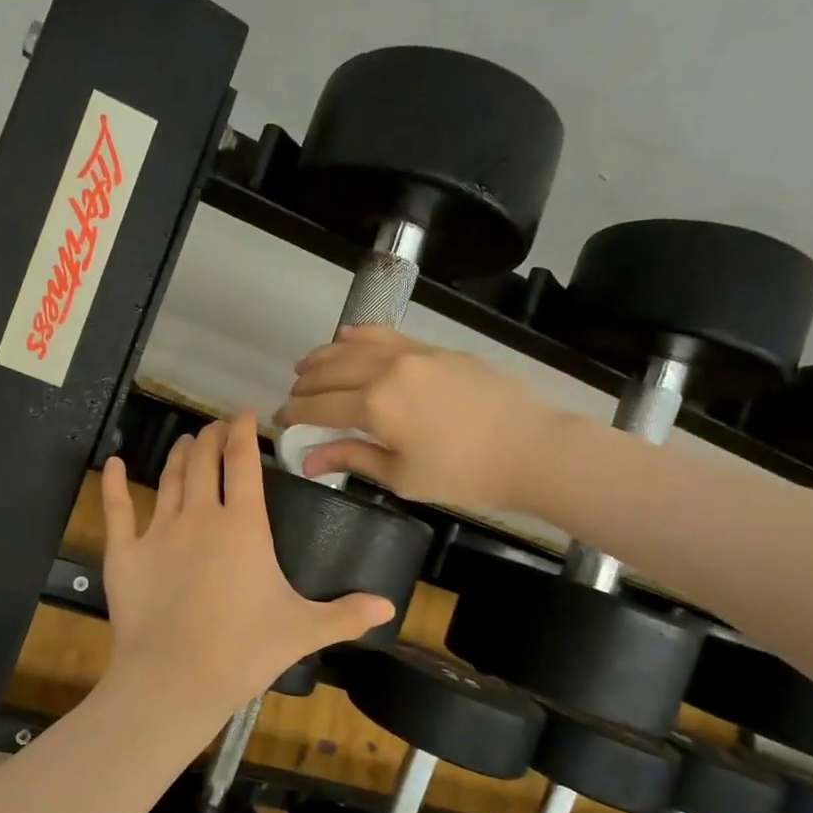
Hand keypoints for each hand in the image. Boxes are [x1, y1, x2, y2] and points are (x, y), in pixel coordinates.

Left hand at [99, 413, 393, 719]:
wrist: (175, 680)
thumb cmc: (244, 651)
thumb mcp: (303, 631)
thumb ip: (346, 614)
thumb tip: (390, 607)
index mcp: (244, 526)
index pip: (243, 463)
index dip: (243, 433)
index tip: (244, 415)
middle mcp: (200, 516)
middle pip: (205, 461)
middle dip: (212, 437)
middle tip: (215, 427)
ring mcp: (158, 531)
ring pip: (170, 478)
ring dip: (180, 455)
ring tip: (186, 441)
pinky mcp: (125, 552)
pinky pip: (117, 509)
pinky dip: (115, 484)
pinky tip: (114, 464)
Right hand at [277, 326, 555, 508]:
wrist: (532, 448)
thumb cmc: (465, 474)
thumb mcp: (403, 476)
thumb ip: (353, 458)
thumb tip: (309, 460)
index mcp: (375, 407)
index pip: (318, 407)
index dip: (294, 414)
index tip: (280, 421)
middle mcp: (386, 371)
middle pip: (331, 372)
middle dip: (305, 385)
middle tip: (293, 397)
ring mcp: (413, 354)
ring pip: (354, 347)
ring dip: (324, 356)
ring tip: (307, 366)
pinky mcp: (435, 350)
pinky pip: (386, 336)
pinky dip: (360, 336)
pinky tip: (346, 337)